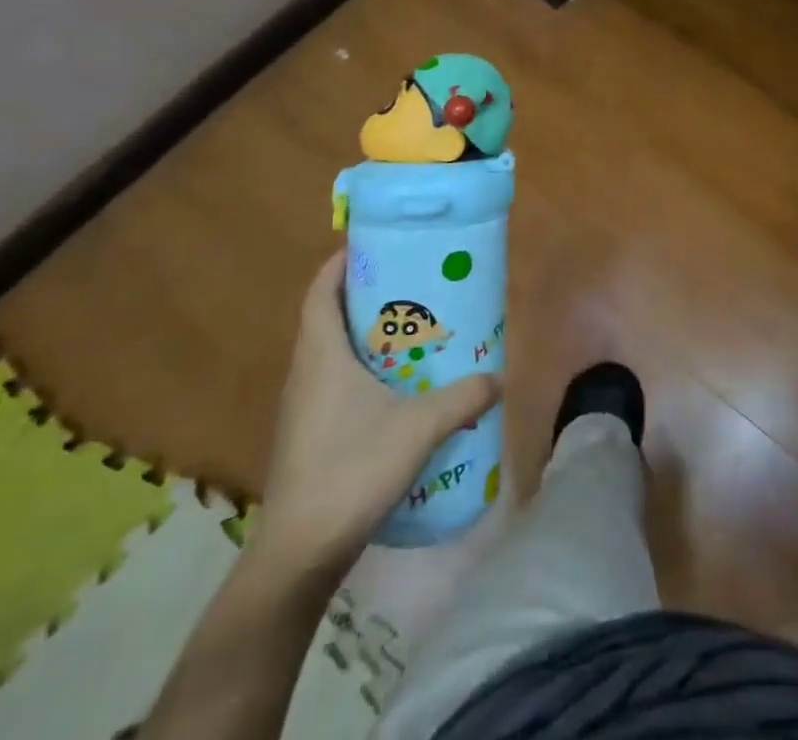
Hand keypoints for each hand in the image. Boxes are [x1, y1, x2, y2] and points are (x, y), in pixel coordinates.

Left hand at [256, 248, 500, 578]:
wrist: (299, 553)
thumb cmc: (352, 469)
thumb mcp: (419, 428)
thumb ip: (462, 398)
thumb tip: (498, 378)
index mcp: (321, 354)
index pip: (320, 290)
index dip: (341, 262)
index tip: (374, 245)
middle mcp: (305, 372)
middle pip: (328, 315)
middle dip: (365, 294)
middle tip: (411, 284)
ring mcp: (303, 406)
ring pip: (332, 351)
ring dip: (365, 334)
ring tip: (412, 329)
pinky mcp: (308, 434)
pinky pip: (335, 381)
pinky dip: (363, 369)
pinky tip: (398, 387)